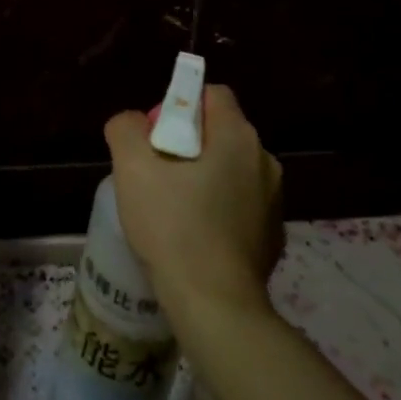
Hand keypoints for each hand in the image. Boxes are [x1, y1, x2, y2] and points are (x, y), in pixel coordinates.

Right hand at [105, 85, 281, 320]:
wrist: (215, 304)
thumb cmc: (173, 226)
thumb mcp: (131, 167)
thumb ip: (126, 128)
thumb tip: (131, 122)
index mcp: (238, 135)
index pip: (211, 94)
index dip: (179, 106)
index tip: (156, 137)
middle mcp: (265, 160)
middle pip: (219, 132)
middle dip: (187, 144)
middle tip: (156, 175)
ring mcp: (274, 200)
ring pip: (230, 170)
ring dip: (204, 178)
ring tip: (172, 210)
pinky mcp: (274, 235)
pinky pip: (240, 206)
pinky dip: (219, 211)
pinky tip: (194, 238)